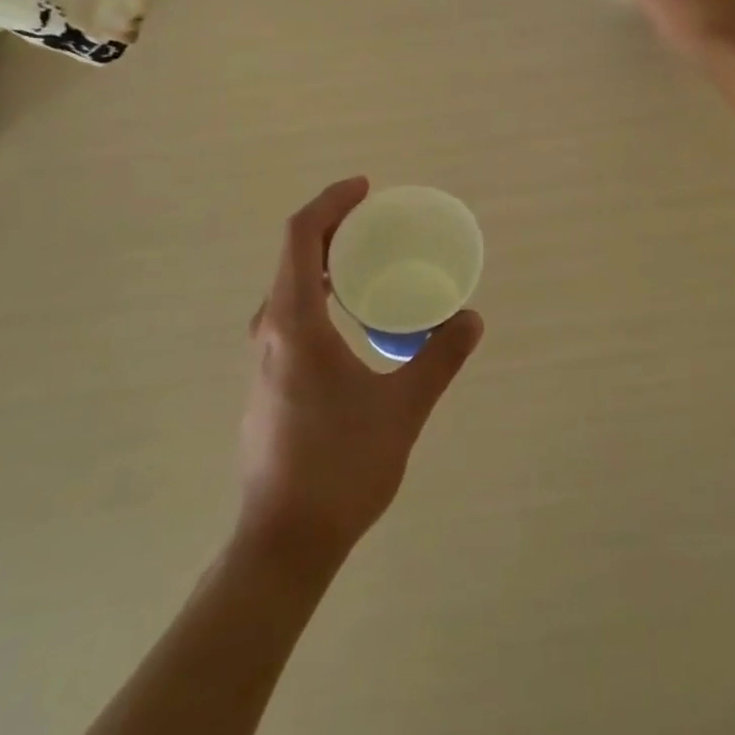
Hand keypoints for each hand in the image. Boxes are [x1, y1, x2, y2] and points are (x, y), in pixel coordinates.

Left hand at [236, 178, 483, 570]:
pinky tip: (353, 316)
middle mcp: (269, 330)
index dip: (332, 203)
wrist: (282, 544)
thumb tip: (471, 319)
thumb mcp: (402, 409)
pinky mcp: (267, 381)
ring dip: (326, 260)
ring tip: (370, 260)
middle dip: (334, 227)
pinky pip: (291, 313)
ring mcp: (263, 358)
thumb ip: (439, 358)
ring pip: (289, 286)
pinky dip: (320, 291)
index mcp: (294, 323)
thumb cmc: (340, 468)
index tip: (367, 190)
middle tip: (379, 221)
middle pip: (293, 255)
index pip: (301, 236)